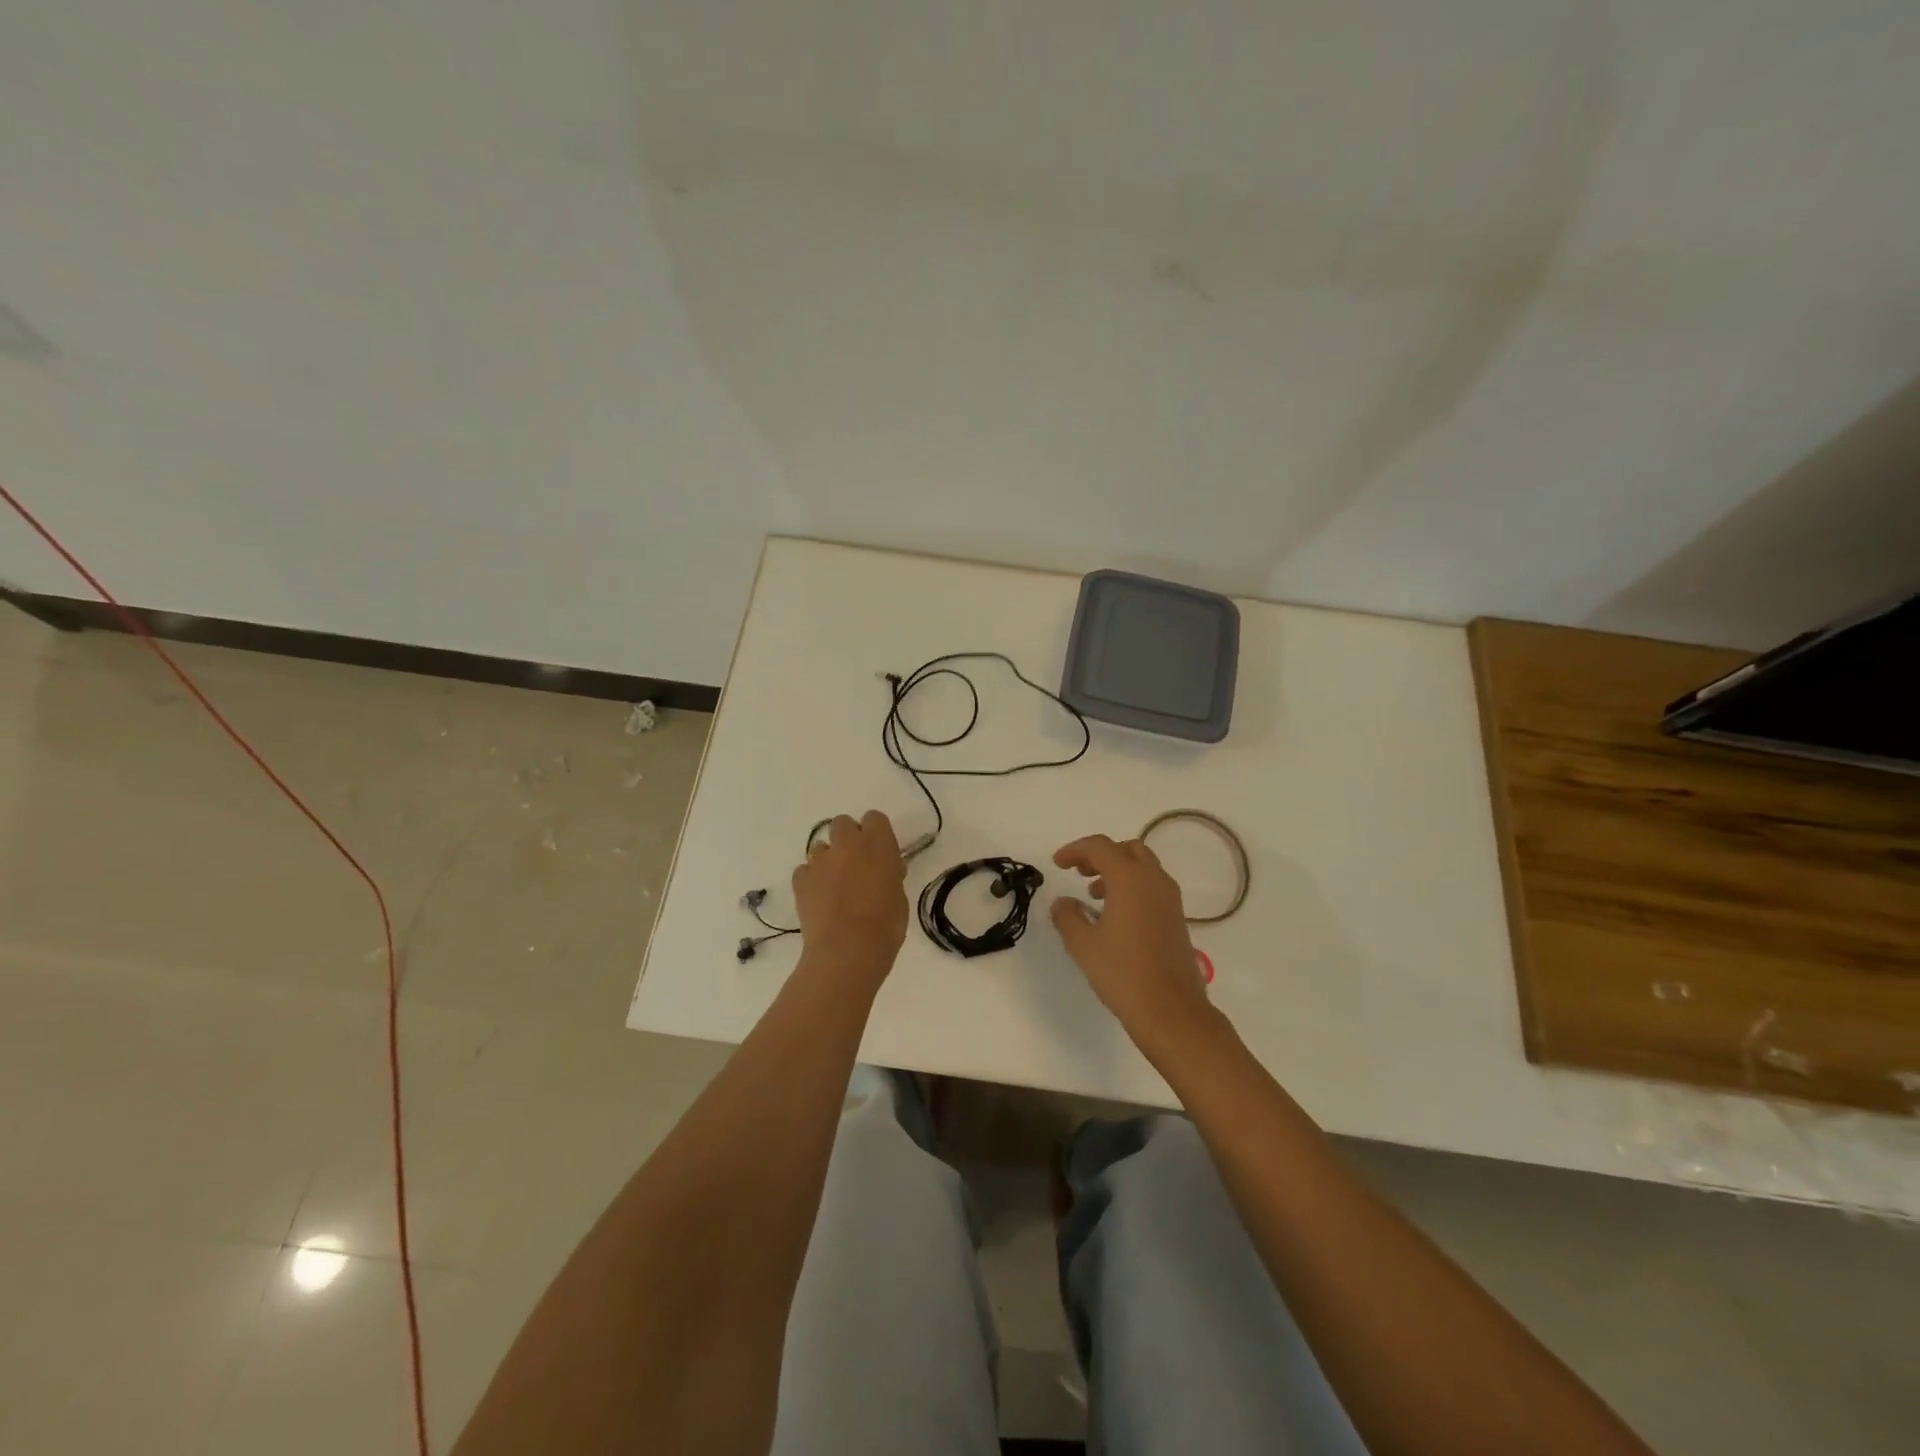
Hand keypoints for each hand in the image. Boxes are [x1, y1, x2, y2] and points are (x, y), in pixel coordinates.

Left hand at [792, 811, 908, 985]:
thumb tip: (885, 871)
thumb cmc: (885, 925)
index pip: (875, 818)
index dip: (876, 833)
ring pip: (821, 846)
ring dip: (829, 859)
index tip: (881, 852)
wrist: (847, 951)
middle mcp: (847, 844)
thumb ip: (890, 875)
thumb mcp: (899, 897)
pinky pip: (805, 870)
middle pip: (843, 823)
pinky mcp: (800, 880)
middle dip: (848, 839)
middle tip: (856, 864)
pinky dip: (811, 880)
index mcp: (877, 843)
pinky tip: (819, 899)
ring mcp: (820, 860)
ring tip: (835, 885)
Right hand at [1051, 834, 1216, 1058]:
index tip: (1057, 864)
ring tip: (1093, 894)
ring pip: (1143, 866)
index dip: (1075, 850)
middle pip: (1127, 849)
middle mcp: (1154, 880)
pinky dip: (1132, 887)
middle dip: (1100, 855)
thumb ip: (1068, 917)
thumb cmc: (1123, 973)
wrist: (1172, 1011)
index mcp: (1130, 879)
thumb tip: (1062, 903)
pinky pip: (1152, 886)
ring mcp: (1170, 899)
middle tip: (1079, 872)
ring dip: (1117, 871)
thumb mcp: (1083, 945)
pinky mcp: (1177, 918)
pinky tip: (1115, 915)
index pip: (1100, 847)